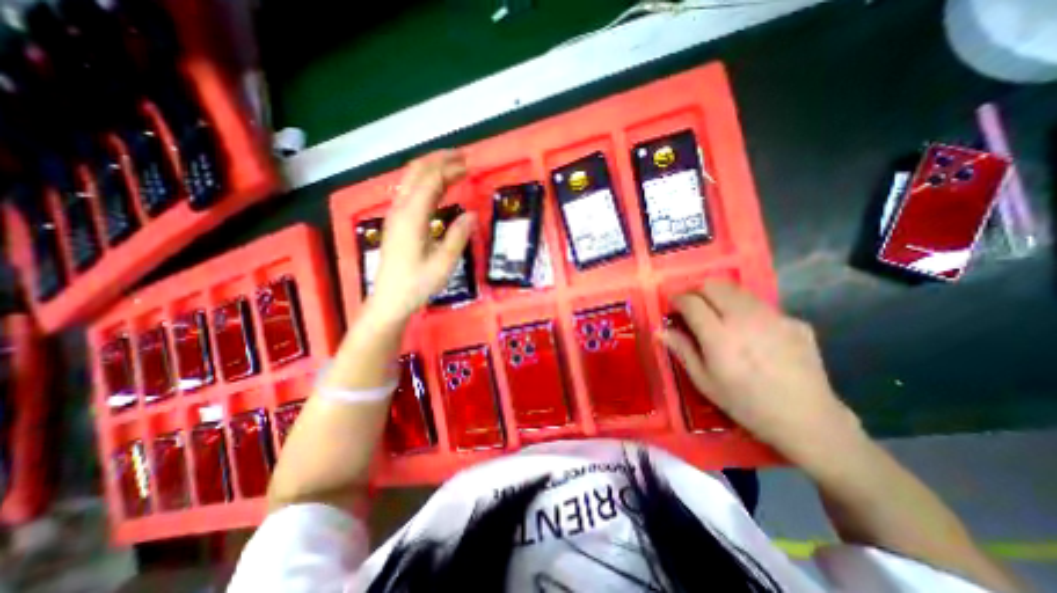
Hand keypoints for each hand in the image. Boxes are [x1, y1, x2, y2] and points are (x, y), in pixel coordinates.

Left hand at [369, 147, 473, 324]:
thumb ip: (458, 236)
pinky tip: (439, 187)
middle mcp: (400, 209)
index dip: (450, 168)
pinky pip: (410, 191)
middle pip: (417, 172)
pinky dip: (426, 181)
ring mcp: (396, 214)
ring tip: (454, 167)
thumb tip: (472, 214)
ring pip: (411, 179)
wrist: (390, 300)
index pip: (430, 180)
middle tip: (463, 157)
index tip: (470, 164)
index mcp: (412, 217)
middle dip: (439, 159)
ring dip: (432, 168)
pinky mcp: (397, 221)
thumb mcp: (444, 263)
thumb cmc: (417, 283)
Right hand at [659, 281, 857, 465]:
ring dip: (720, 295)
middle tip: (692, 305)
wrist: (806, 419)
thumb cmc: (745, 403)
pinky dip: (746, 310)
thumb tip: (661, 330)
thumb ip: (682, 350)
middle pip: (713, 286)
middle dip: (697, 290)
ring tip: (718, 313)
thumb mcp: (704, 381)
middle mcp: (744, 318)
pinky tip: (751, 331)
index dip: (677, 299)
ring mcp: (773, 316)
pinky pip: (761, 305)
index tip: (672, 305)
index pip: (691, 301)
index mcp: (719, 336)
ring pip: (738, 290)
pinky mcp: (793, 321)